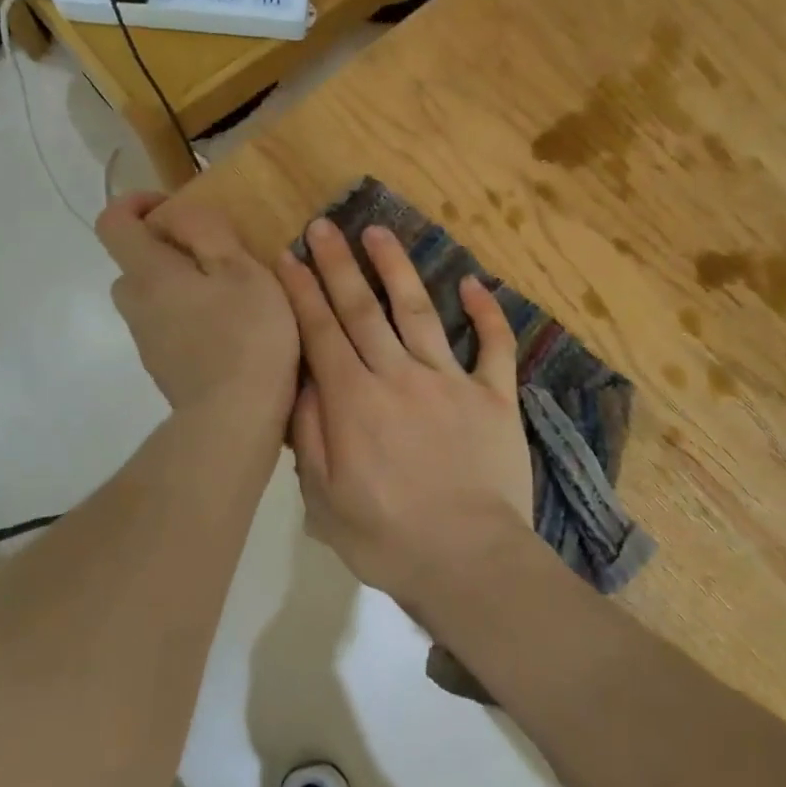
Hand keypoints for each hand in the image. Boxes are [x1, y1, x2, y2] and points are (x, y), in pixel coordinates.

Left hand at [97, 194, 297, 428]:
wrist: (234, 418)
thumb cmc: (245, 335)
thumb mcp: (240, 268)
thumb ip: (206, 230)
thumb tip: (176, 214)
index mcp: (148, 273)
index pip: (113, 222)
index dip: (137, 203)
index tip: (175, 209)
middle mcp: (136, 305)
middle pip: (133, 263)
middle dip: (166, 249)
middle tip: (212, 255)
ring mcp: (147, 341)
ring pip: (152, 298)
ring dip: (180, 287)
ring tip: (228, 295)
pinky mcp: (164, 368)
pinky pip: (168, 327)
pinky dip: (189, 318)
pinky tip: (228, 332)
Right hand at [276, 219, 533, 614]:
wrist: (470, 561)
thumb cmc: (387, 539)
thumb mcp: (324, 499)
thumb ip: (310, 435)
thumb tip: (303, 382)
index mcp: (354, 401)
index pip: (321, 333)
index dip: (303, 292)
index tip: (290, 256)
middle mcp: (399, 377)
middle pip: (363, 309)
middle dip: (339, 265)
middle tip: (326, 225)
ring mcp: (451, 382)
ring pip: (419, 312)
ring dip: (398, 268)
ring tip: (381, 232)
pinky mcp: (495, 397)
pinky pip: (494, 346)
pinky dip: (487, 314)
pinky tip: (474, 284)